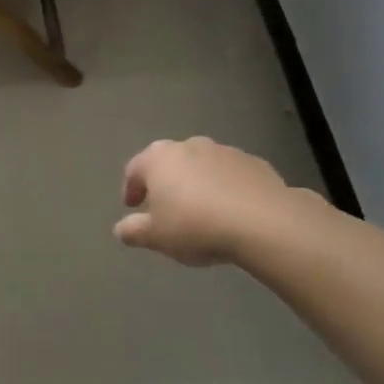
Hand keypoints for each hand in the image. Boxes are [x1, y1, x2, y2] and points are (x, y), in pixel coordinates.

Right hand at [115, 137, 301, 266]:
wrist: (263, 222)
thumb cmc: (195, 226)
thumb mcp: (156, 237)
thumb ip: (133, 231)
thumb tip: (121, 229)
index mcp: (159, 159)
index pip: (135, 169)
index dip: (131, 189)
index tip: (132, 207)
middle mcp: (190, 146)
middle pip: (170, 162)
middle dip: (165, 182)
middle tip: (165, 206)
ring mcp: (225, 151)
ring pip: (202, 166)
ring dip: (197, 183)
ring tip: (201, 210)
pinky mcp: (255, 163)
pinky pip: (230, 175)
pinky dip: (225, 187)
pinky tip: (230, 211)